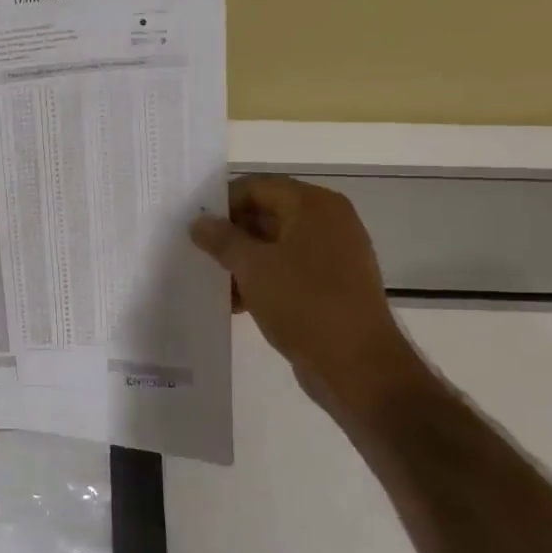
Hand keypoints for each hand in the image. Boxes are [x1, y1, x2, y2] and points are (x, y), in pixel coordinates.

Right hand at [190, 176, 433, 421]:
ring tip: (214, 283)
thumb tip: (199, 222)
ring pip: (275, 244)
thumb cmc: (304, 304)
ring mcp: (334, 254)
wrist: (357, 365)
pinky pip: (289, 269)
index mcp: (314, 206)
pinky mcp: (333, 284)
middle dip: (231, 234)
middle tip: (198, 253)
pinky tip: (238, 303)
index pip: (257, 187)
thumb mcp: (252, 267)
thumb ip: (222, 239)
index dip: (222, 203)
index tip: (194, 225)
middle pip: (267, 213)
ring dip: (243, 260)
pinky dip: (263, 279)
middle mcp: (328, 222)